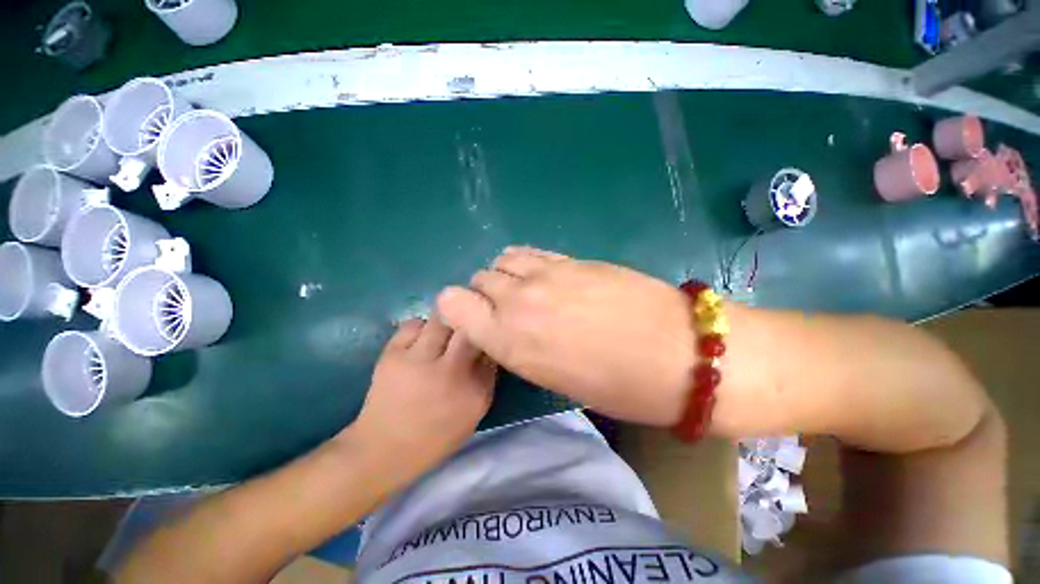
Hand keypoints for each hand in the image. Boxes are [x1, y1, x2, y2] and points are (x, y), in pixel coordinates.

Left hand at [344, 317, 496, 478]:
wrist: (383, 449)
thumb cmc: (436, 434)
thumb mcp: (475, 412)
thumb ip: (487, 377)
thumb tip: (487, 344)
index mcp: (475, 390)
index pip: (490, 347)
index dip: (487, 336)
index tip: (484, 337)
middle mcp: (450, 371)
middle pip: (469, 328)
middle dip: (470, 324)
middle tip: (466, 329)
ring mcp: (419, 360)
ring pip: (442, 319)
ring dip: (447, 321)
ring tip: (443, 333)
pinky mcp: (392, 354)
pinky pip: (413, 324)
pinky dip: (421, 327)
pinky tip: (420, 341)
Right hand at [437, 246, 694, 425]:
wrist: (681, 353)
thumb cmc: (620, 386)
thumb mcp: (556, 380)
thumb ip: (520, 347)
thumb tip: (507, 329)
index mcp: (509, 340)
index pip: (452, 304)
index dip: (459, 311)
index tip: (474, 321)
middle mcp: (519, 300)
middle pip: (478, 280)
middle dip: (485, 295)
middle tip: (509, 311)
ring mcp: (547, 274)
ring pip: (503, 260)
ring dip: (506, 276)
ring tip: (528, 291)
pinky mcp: (573, 259)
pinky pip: (531, 253)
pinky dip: (527, 263)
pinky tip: (545, 276)